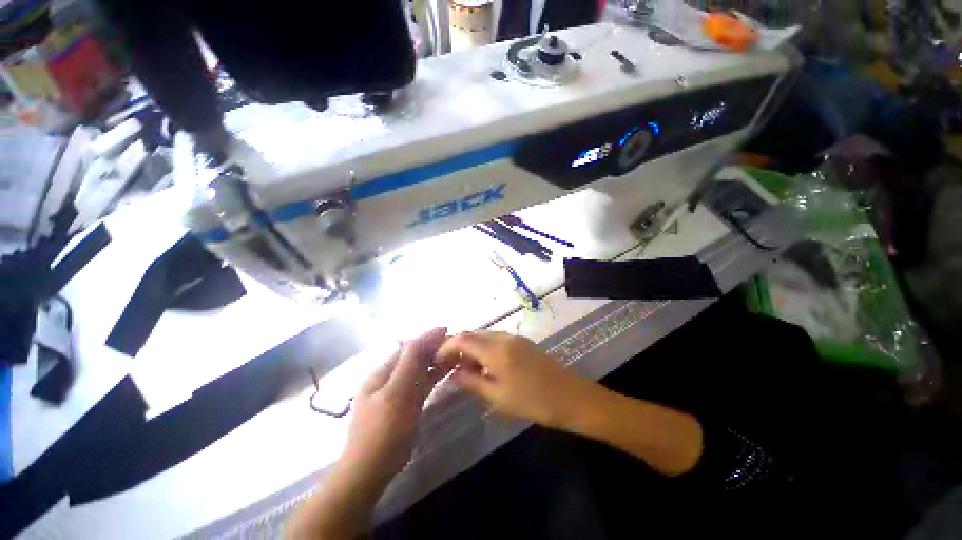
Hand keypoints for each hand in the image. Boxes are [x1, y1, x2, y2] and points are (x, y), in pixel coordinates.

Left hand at [341, 327, 450, 484]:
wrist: (369, 472)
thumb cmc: (383, 432)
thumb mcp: (395, 394)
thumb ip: (407, 365)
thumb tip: (420, 339)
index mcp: (381, 373)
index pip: (407, 348)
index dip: (426, 337)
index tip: (446, 329)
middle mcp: (387, 379)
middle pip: (412, 357)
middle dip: (432, 347)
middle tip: (453, 342)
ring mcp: (395, 393)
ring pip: (418, 370)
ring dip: (434, 360)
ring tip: (453, 353)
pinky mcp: (404, 406)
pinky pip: (420, 384)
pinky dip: (432, 375)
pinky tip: (444, 372)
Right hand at [436, 331, 599, 428]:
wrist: (570, 397)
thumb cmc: (532, 401)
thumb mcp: (497, 397)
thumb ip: (471, 382)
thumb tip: (452, 373)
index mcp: (495, 349)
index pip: (462, 339)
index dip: (446, 347)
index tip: (436, 361)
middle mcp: (502, 337)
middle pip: (472, 334)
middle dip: (457, 346)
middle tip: (449, 366)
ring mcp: (514, 337)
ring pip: (484, 335)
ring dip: (471, 347)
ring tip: (465, 367)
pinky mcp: (522, 341)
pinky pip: (495, 339)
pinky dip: (484, 347)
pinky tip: (484, 364)